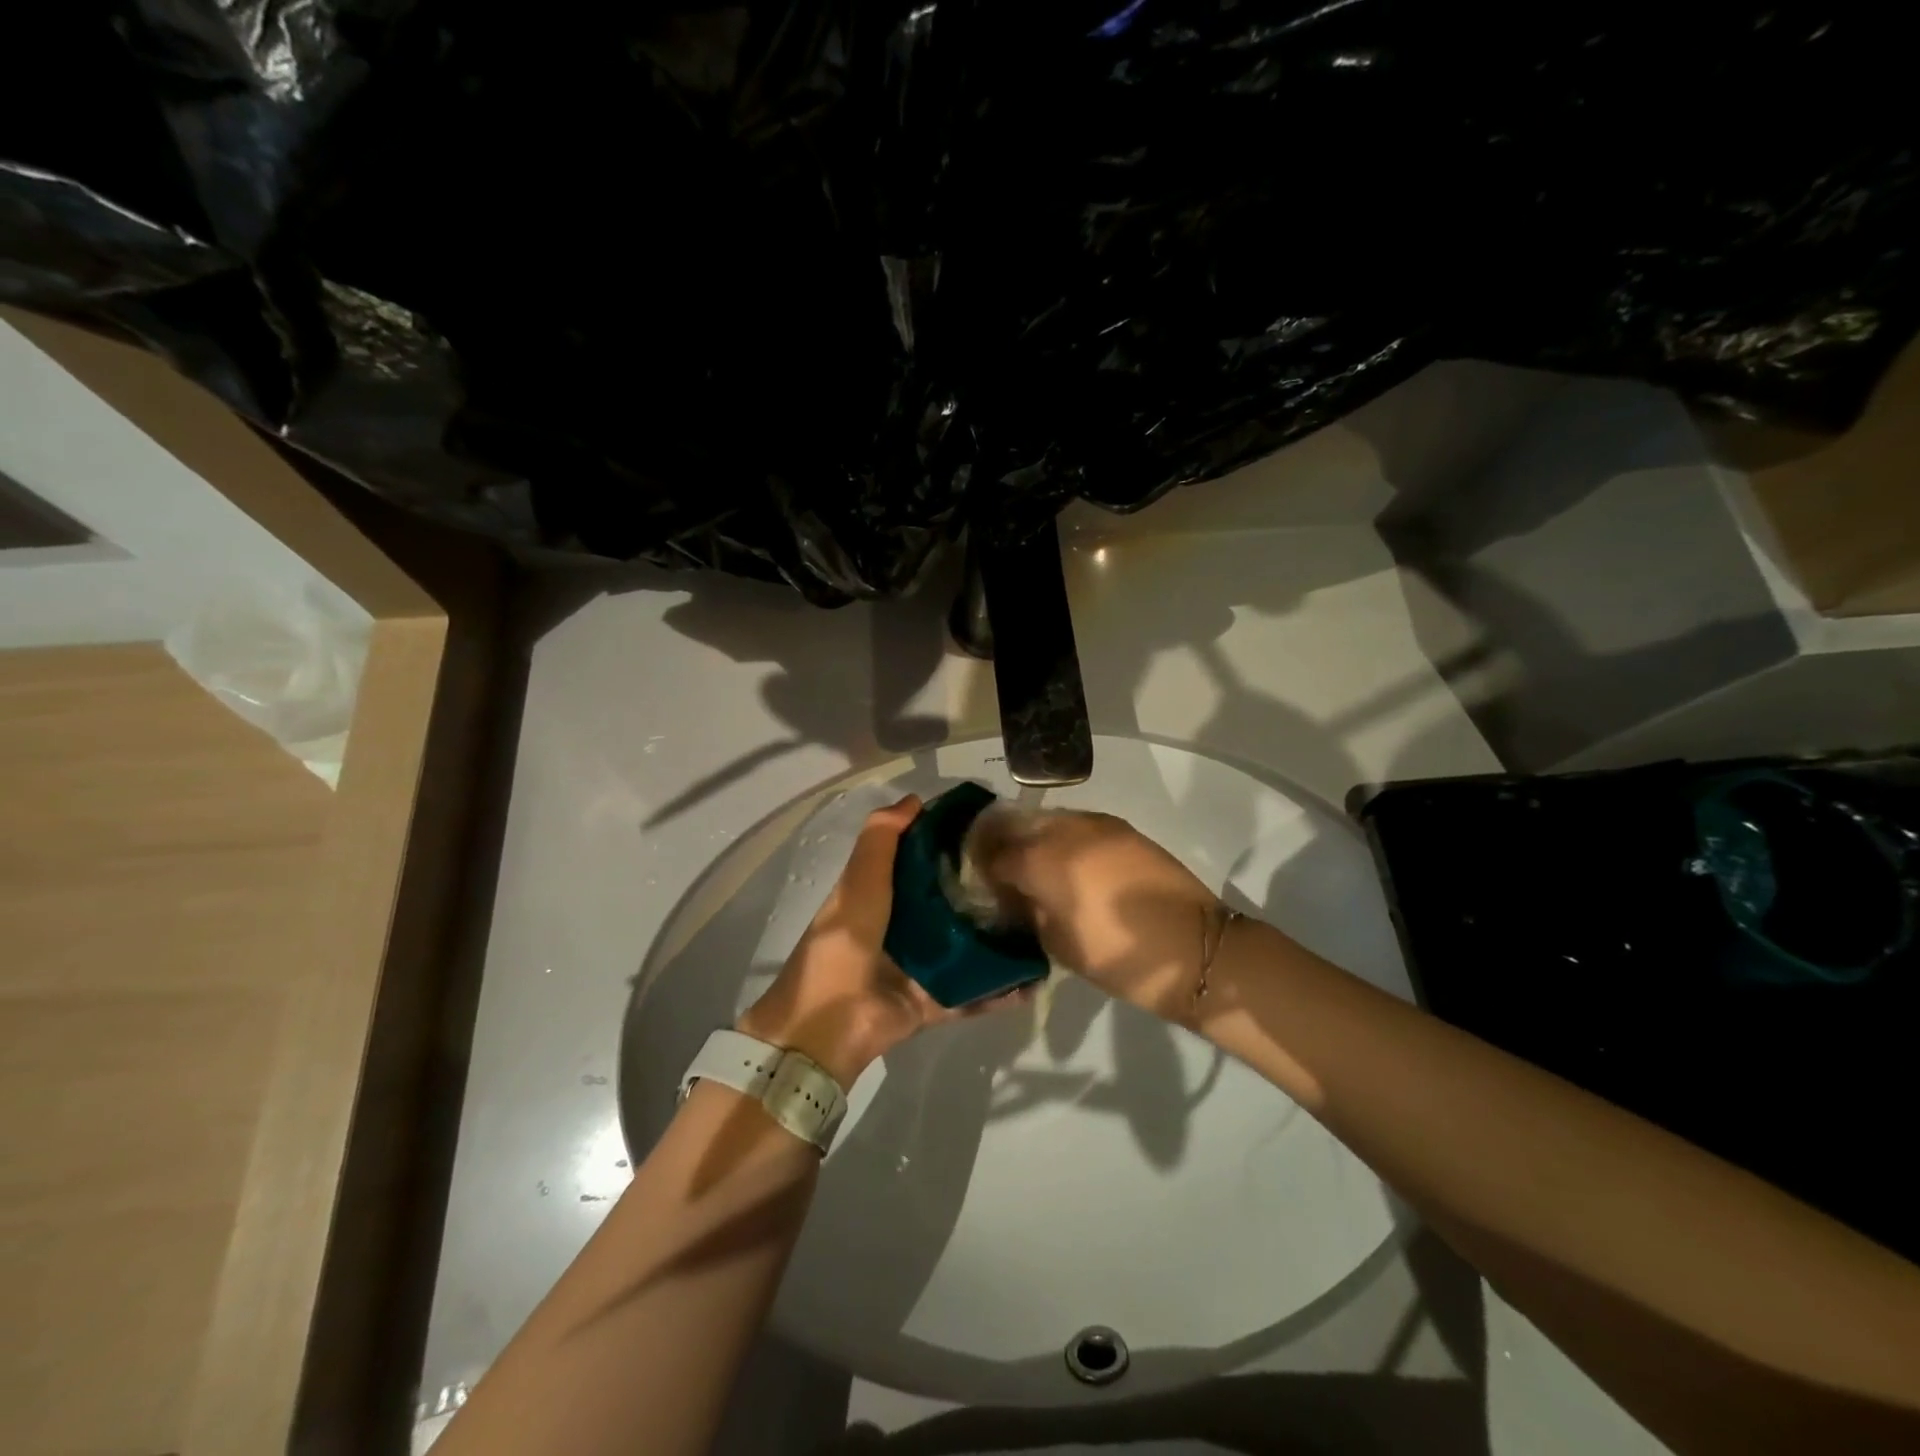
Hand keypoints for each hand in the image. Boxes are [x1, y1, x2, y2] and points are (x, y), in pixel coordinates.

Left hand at [738, 795, 1025, 1086]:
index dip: (950, 844)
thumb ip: (882, 839)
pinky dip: (1000, 990)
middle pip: (949, 904)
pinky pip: (973, 994)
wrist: (828, 1023)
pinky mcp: (935, 1002)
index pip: (922, 862)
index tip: (989, 828)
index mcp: (882, 896)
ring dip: (997, 940)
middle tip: (1027, 875)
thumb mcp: (859, 881)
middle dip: (983, 891)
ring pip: (967, 948)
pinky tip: (1034, 978)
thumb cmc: (843, 942)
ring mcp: (921, 968)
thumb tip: (915, 799)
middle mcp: (904, 928)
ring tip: (1040, 924)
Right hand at [971, 809, 1220, 1020]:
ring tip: (1033, 867)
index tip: (978, 883)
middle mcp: (1065, 830)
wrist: (1195, 948)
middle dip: (1001, 844)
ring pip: (1048, 820)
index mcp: (1043, 861)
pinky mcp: (1122, 828)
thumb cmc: (1118, 956)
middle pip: (1017, 825)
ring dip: (1032, 838)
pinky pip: (1077, 825)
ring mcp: (1096, 824)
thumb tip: (1014, 896)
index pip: (994, 854)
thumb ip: (1027, 910)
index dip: (981, 868)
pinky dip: (1062, 839)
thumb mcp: (1058, 943)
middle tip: (998, 871)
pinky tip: (1067, 864)